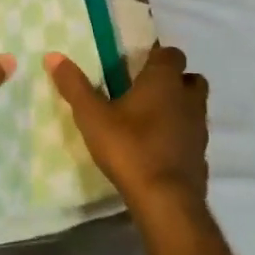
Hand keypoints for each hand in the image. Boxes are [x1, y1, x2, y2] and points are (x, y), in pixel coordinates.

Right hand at [46, 44, 208, 219]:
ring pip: (195, 107)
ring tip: (151, 120)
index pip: (171, 53)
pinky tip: (159, 149)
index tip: (138, 63)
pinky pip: (193, 137)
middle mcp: (188, 99)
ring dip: (179, 108)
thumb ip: (74, 86)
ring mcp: (199, 129)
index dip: (157, 55)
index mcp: (164, 81)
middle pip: (190, 78)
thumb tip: (53, 56)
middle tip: (146, 90)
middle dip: (174, 80)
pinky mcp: (202, 157)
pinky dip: (181, 137)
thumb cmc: (130, 148)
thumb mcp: (92, 117)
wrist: (166, 201)